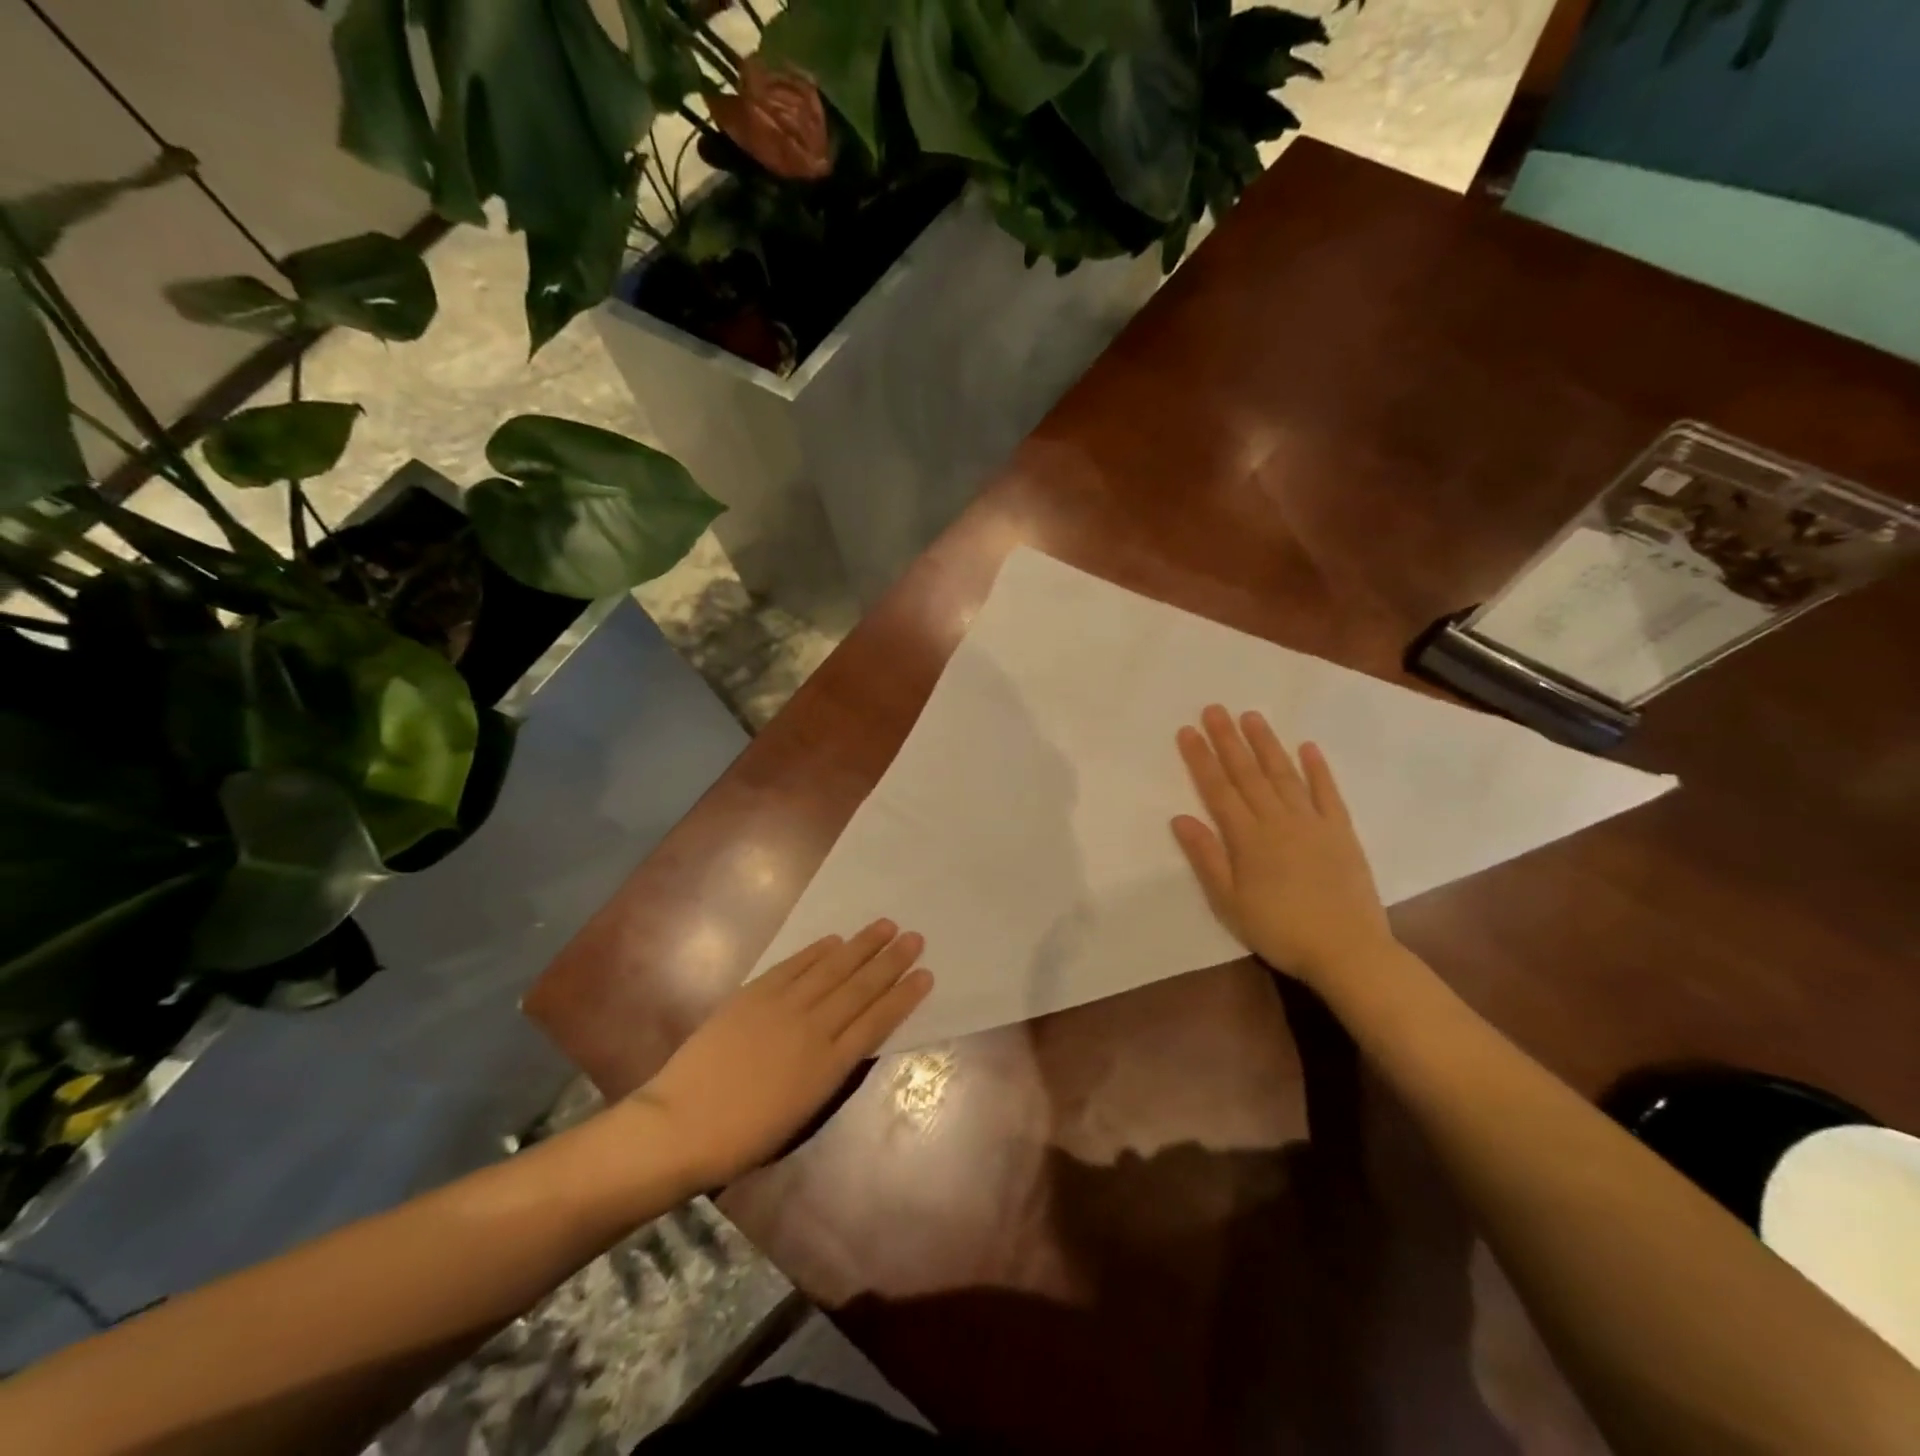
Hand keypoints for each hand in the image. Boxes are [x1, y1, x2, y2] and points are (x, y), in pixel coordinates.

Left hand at [628, 921, 932, 1186]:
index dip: (903, 996)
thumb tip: (848, 1039)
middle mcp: (813, 1029)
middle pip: (860, 988)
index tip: (925, 973)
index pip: (877, 1022)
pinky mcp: (754, 994)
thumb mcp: (802, 1112)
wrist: (681, 1124)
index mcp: (828, 1067)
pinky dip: (816, 952)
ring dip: (861, 946)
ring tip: (884, 926)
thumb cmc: (743, 1136)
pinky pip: (794, 966)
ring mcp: (782, 1007)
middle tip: (914, 937)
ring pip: (832, 969)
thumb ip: (829, 1071)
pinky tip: (834, 940)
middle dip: (890, 962)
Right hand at [1172, 704, 1395, 989]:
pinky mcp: (1341, 832)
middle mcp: (1278, 821)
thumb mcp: (1229, 902)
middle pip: (1248, 774)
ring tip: (1251, 716)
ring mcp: (1313, 823)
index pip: (1218, 790)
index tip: (1187, 730)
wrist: (1347, 950)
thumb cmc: (1279, 930)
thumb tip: (1180, 817)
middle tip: (1214, 709)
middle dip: (1228, 740)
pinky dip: (1318, 769)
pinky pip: (1328, 793)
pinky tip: (1308, 747)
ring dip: (1267, 744)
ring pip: (1284, 775)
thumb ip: (1206, 857)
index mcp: (1248, 839)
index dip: (1201, 759)